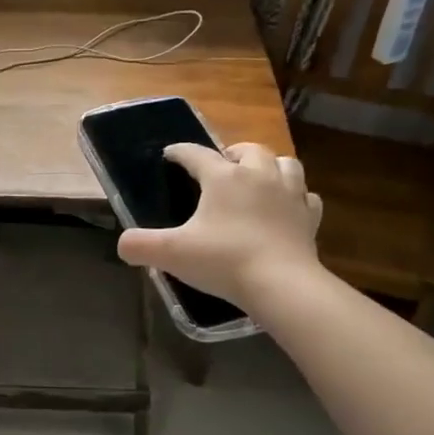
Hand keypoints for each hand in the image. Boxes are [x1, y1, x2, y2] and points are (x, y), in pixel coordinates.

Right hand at [116, 142, 322, 312]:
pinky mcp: (309, 217)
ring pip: (284, 164)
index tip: (170, 154)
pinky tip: (286, 207)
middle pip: (248, 150)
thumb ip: (139, 246)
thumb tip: (124, 244)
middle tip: (221, 167)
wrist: (281, 284)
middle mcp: (259, 176)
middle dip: (232, 153)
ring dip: (270, 166)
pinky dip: (295, 196)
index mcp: (223, 178)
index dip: (180, 152)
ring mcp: (290, 194)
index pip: (196, 154)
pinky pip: (305, 196)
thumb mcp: (171, 254)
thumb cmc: (224, 261)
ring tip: (258, 179)